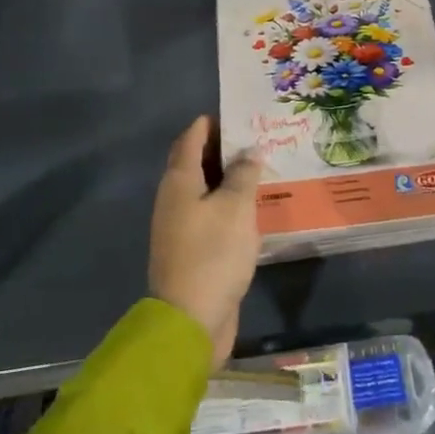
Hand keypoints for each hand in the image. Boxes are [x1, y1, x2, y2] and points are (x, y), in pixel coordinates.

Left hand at [149, 116, 261, 367]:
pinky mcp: (193, 249)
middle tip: (254, 136)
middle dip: (221, 147)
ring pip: (205, 189)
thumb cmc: (212, 255)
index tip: (236, 112)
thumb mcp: (235, 208)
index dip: (210, 123)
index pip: (190, 139)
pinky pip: (211, 213)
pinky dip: (229, 203)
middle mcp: (175, 199)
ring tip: (259, 166)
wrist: (189, 321)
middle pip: (195, 162)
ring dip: (228, 177)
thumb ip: (244, 175)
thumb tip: (249, 150)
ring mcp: (181, 226)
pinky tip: (253, 206)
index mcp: (179, 182)